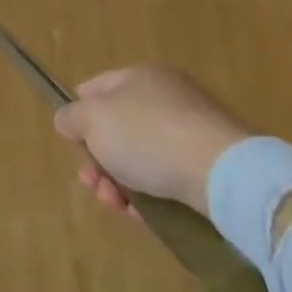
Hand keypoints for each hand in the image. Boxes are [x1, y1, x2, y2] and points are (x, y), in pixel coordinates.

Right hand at [52, 65, 249, 216]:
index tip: (72, 142)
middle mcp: (168, 97)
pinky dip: (151, 195)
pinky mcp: (214, 167)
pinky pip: (170, 177)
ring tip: (115, 204)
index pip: (96, 88)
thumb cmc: (147, 135)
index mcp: (140, 76)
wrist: (224, 175)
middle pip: (119, 127)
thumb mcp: (92, 121)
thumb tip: (67, 120)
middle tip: (91, 182)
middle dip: (98, 157)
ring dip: (120, 180)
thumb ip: (71, 117)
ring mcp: (194, 132)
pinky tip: (142, 215)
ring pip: (143, 156)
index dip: (78, 113)